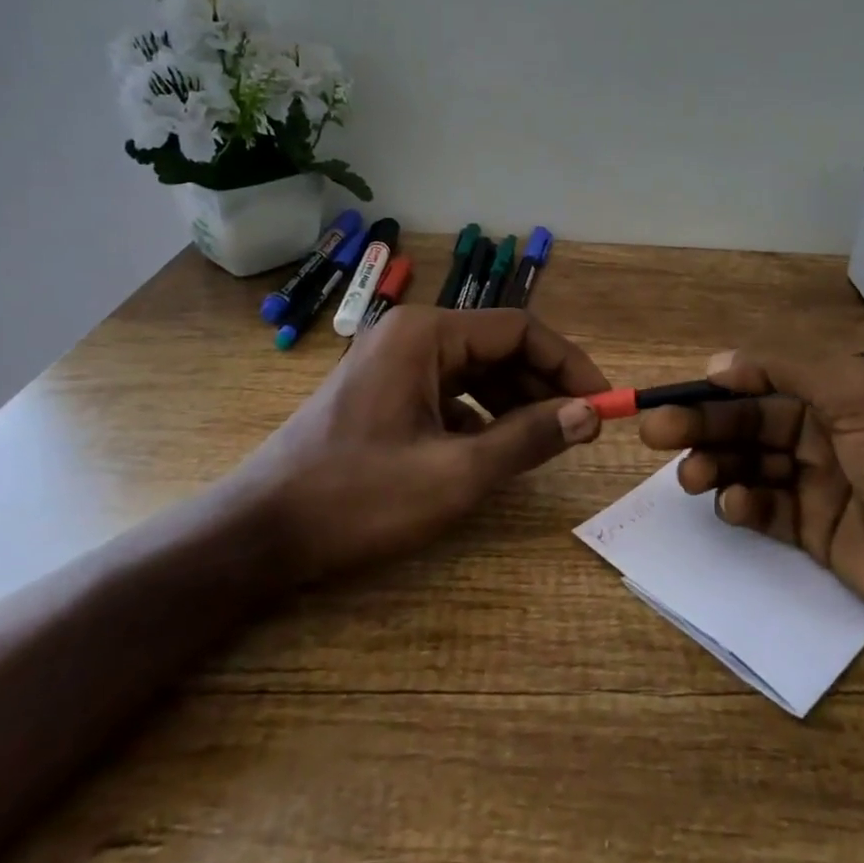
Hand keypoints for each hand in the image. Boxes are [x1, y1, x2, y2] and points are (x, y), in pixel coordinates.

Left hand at [233, 306, 606, 580]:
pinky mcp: (384, 393)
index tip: (602, 403)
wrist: (261, 533)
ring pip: (476, 371)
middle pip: (498, 347)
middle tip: (581, 427)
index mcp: (426, 335)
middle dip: (543, 384)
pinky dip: (481, 416)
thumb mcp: (456, 474)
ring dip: (516, 401)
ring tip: (546, 440)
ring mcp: (394, 363)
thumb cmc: (358, 497)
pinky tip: (494, 451)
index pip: (519, 329)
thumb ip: (529, 438)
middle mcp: (411, 335)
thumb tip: (590, 413)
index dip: (568, 363)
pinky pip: (449, 393)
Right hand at [637, 348, 863, 663]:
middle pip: (749, 422)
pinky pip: (765, 510)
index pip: (764, 380)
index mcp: (841, 394)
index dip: (718, 386)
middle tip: (656, 434)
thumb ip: (791, 368)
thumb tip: (719, 363)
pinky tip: (735, 507)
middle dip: (703, 426)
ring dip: (716, 465)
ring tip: (692, 477)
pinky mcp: (816, 533)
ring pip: (750, 465)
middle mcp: (827, 433)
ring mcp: (820, 484)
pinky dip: (743, 505)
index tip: (675, 397)